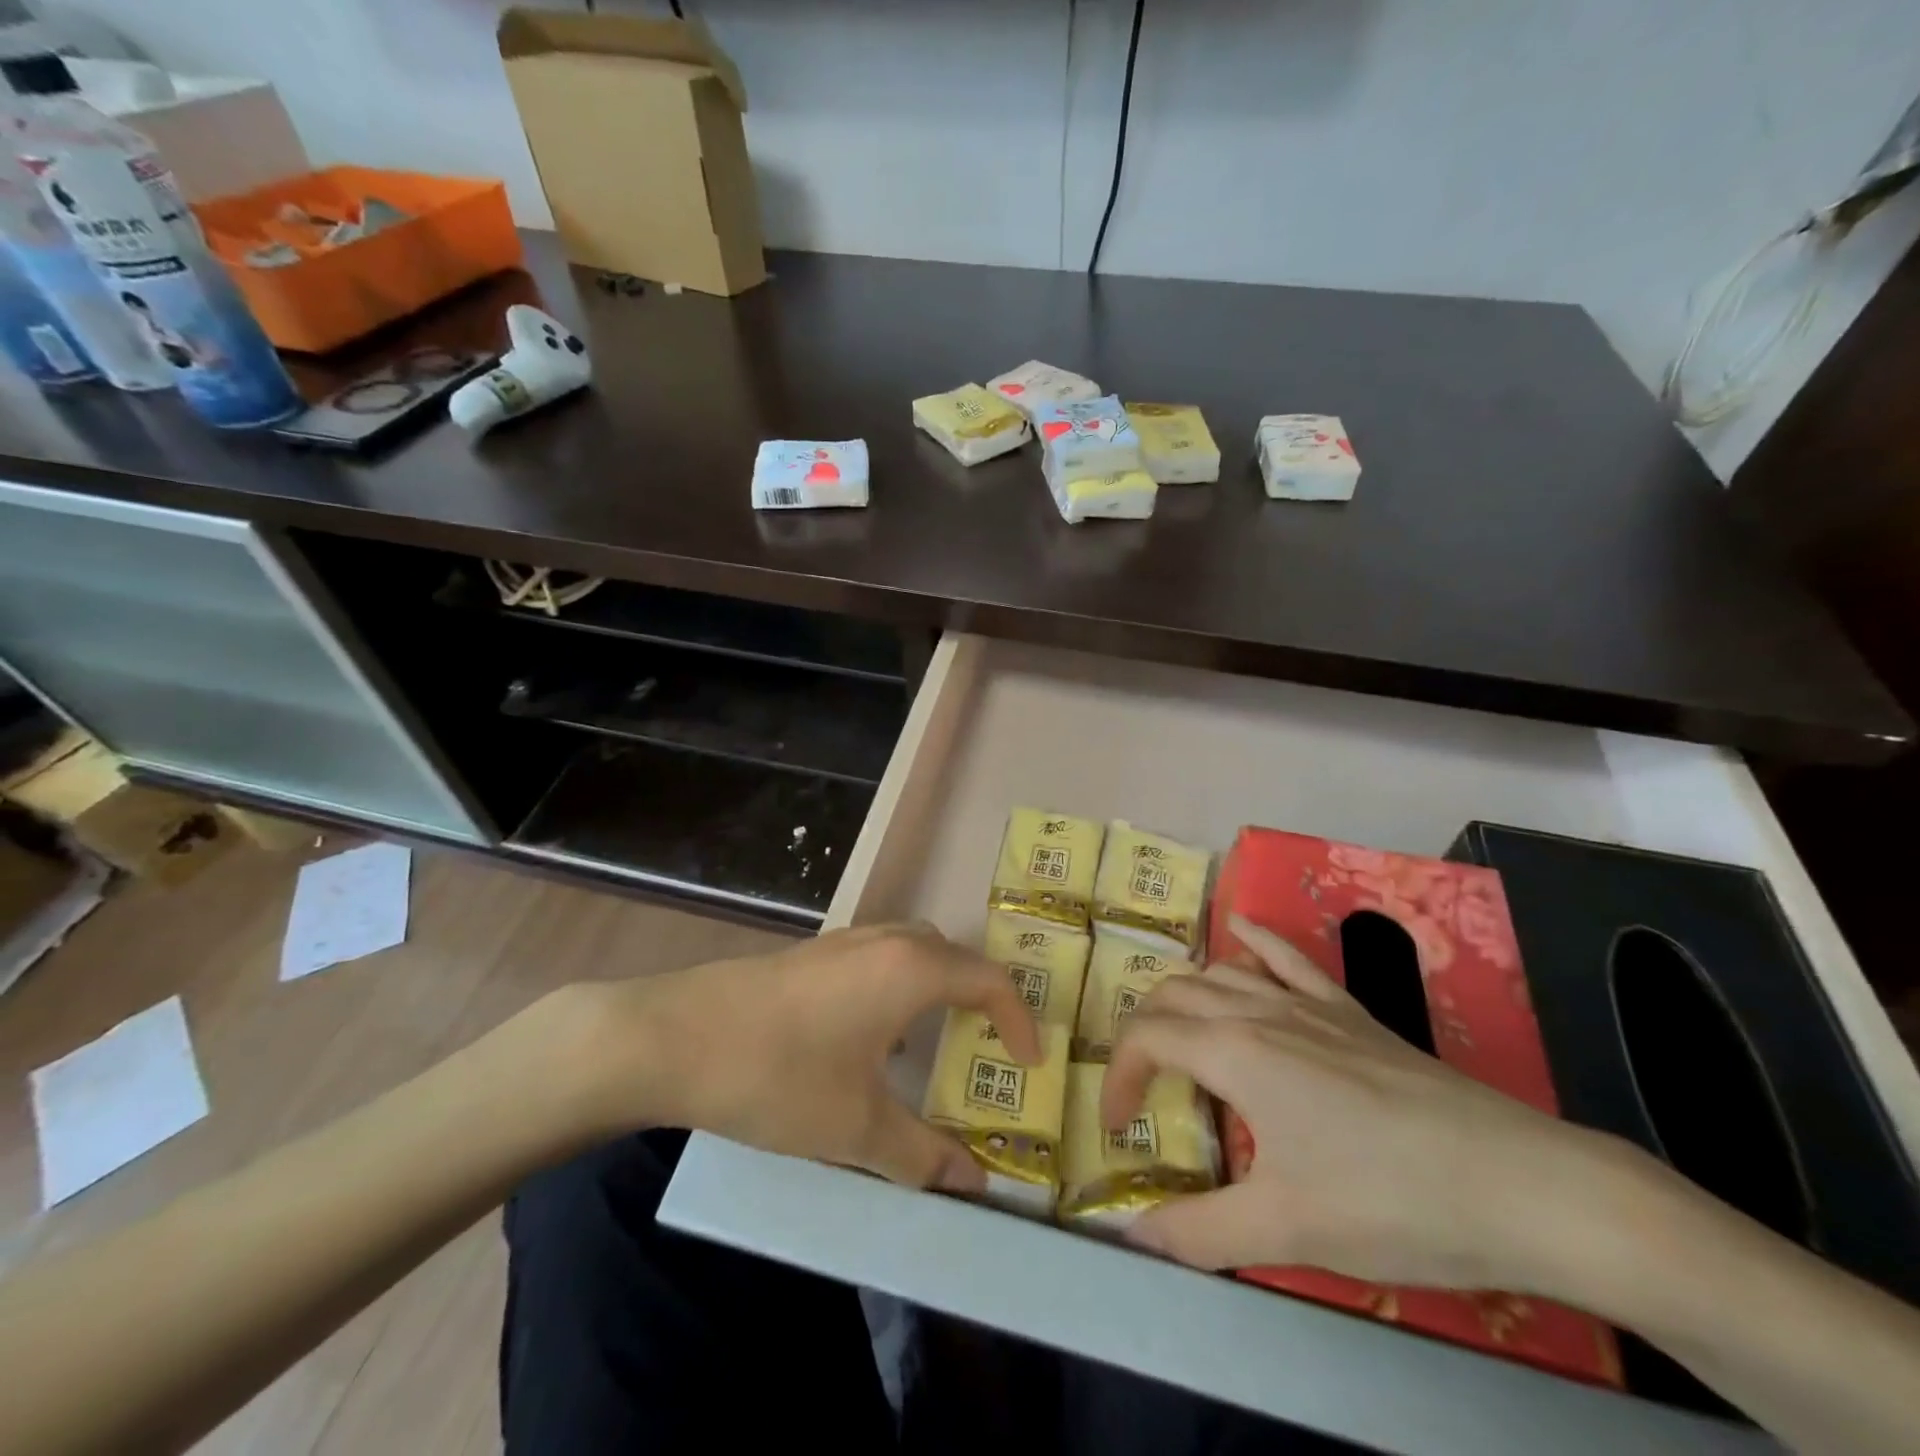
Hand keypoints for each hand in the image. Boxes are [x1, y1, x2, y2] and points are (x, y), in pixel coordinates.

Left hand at [553, 923, 1040, 1191]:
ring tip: (933, 1044)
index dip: (1018, 1018)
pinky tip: (870, 1038)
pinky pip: (877, 959)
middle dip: (979, 997)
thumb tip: (973, 1184)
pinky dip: (897, 988)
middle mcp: (884, 940)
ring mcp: (843, 941)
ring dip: (936, 989)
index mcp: (910, 969)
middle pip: (953, 955)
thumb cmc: (778, 1076)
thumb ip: (922, 1157)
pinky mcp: (811, 953)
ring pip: (912, 951)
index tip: (1029, 1062)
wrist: (672, 1037)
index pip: (989, 979)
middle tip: (986, 1047)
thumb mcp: (856, 1128)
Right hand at [1103, 914, 1629, 1290]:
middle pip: (1173, 996)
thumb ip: (1198, 1232)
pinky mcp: (1349, 1012)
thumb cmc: (1391, 1203)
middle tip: (1142, 1088)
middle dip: (1141, 1034)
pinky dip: (1254, 940)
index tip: (1120, 1129)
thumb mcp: (1286, 1231)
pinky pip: (1288, 957)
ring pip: (1221, 973)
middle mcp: (1260, 1011)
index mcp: (1234, 1052)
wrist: (1520, 1186)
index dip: (1117, 1077)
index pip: (1145, 1039)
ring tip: (1173, 1034)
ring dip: (1182, 995)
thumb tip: (1132, 1234)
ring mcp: (1308, 1005)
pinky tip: (1239, 928)